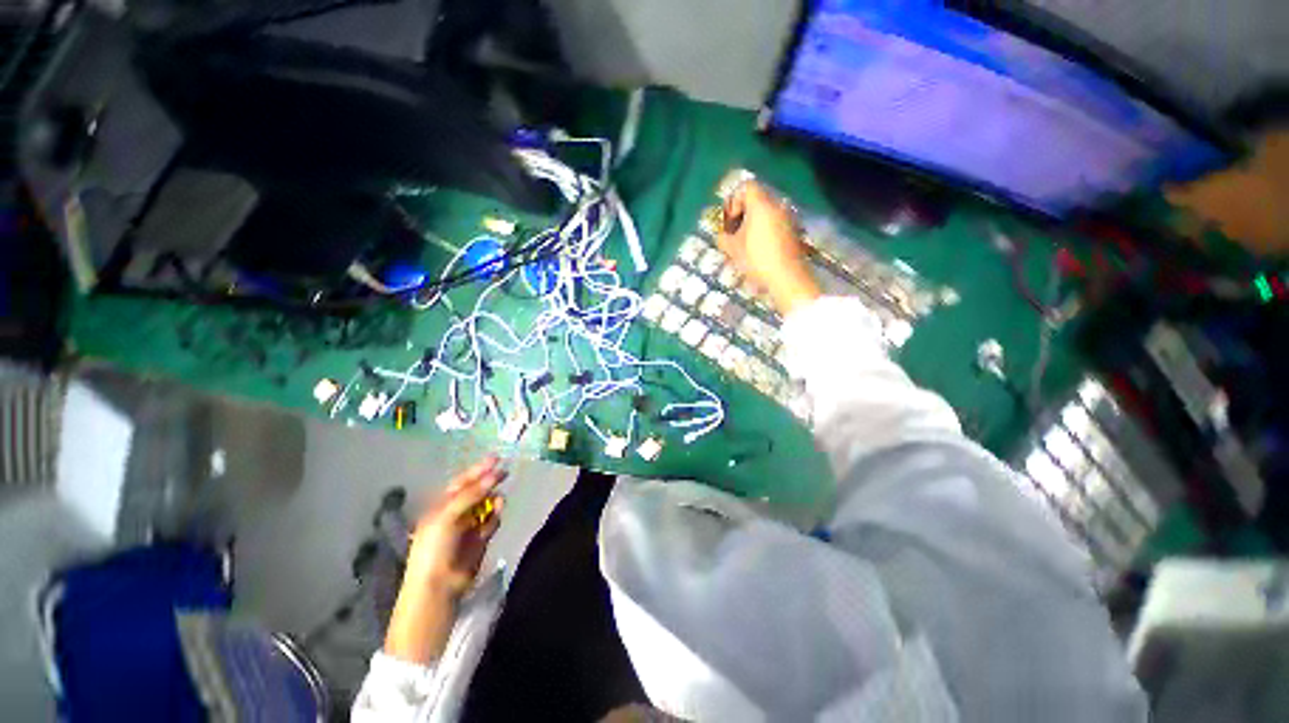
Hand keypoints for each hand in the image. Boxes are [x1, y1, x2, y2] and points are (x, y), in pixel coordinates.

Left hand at [405, 456, 505, 598]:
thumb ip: (471, 494)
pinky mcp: (481, 538)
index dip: (478, 469)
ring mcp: (469, 525)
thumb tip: (494, 475)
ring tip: (498, 502)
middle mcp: (456, 512)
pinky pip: (492, 521)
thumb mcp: (447, 515)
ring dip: (494, 500)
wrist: (438, 585)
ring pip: (487, 505)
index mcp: (442, 505)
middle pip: (477, 491)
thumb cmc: (435, 547)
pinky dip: (495, 517)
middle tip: (505, 472)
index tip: (496, 458)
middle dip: (490, 481)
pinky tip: (495, 516)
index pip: (462, 482)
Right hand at [718, 181, 821, 315]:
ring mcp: (789, 217)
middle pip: (757, 199)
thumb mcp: (733, 249)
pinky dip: (766, 231)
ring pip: (767, 212)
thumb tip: (722, 236)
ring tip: (745, 244)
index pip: (746, 187)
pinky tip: (760, 250)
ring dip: (754, 224)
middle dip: (743, 213)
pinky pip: (776, 223)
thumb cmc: (756, 259)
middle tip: (734, 232)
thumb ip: (723, 238)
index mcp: (761, 204)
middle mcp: (777, 205)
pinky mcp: (794, 231)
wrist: (787, 277)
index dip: (734, 200)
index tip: (730, 221)